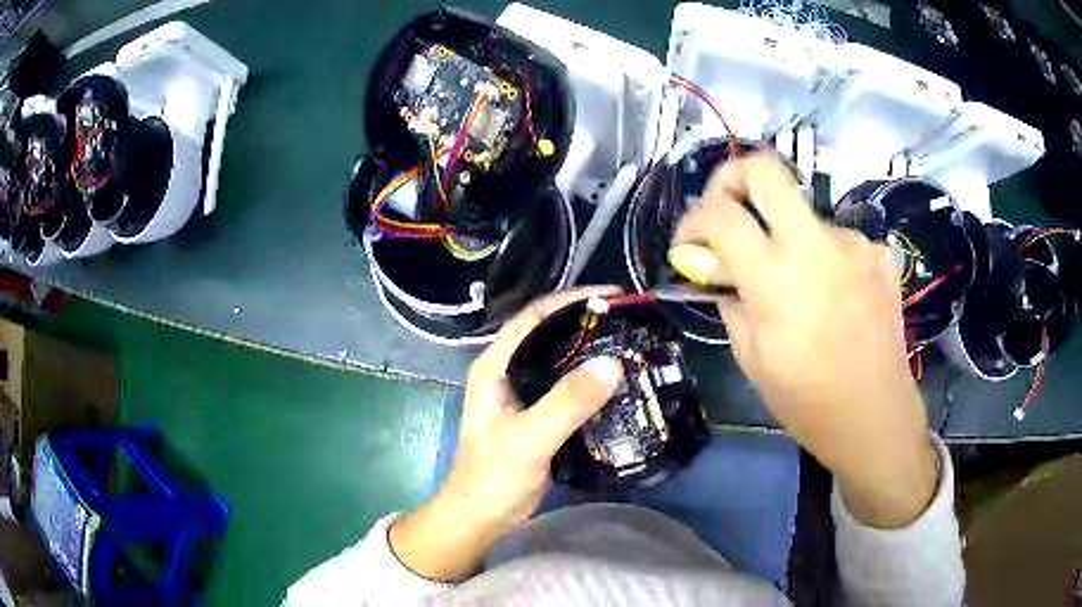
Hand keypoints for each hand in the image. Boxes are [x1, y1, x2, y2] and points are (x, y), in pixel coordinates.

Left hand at [390, 287, 623, 580]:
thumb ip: (567, 403)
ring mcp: (523, 393)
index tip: (613, 296)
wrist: (482, 516)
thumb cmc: (493, 476)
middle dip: (586, 321)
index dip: (572, 300)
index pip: (534, 317)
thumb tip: (613, 363)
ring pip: (560, 359)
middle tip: (628, 319)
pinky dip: (590, 379)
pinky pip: (568, 386)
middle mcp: (508, 371)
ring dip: (590, 350)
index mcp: (495, 365)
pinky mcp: (538, 414)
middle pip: (549, 333)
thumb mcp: (529, 438)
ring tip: (628, 342)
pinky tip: (616, 382)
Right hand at [672, 153, 936, 527]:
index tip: (688, 242)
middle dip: (731, 177)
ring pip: (805, 217)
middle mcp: (817, 244)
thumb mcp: (751, 357)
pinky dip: (825, 260)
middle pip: (765, 169)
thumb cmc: (806, 400)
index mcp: (776, 277)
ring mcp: (855, 244)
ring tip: (799, 288)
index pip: (719, 214)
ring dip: (789, 240)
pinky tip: (833, 296)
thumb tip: (716, 267)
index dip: (691, 220)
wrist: (874, 416)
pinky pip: (839, 243)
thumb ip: (730, 299)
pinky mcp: (880, 255)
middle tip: (725, 208)